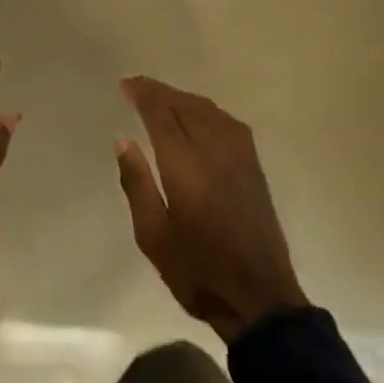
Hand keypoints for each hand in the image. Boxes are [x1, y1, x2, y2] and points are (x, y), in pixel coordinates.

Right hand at [115, 77, 308, 342]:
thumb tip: (123, 140)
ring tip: (161, 96)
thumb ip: (137, 184)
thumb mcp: (153, 237)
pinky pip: (227, 121)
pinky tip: (198, 114)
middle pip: (184, 106)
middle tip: (136, 85)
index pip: (161, 114)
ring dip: (182, 97)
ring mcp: (239, 156)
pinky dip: (205, 109)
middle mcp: (214, 151)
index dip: (143, 95)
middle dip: (159, 91)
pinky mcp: (253, 166)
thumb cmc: (198, 272)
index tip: (124, 84)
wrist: (260, 297)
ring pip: (208, 110)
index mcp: (185, 166)